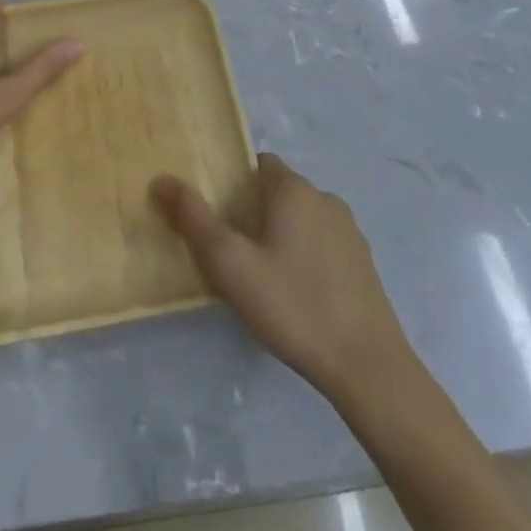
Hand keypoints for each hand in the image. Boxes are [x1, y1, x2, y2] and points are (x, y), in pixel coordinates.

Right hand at [152, 154, 412, 406]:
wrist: (368, 367)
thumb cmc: (293, 306)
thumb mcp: (231, 264)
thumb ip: (194, 219)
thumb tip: (162, 180)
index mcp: (294, 190)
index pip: (258, 164)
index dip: (233, 181)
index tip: (216, 213)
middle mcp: (325, 199)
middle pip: (278, 191)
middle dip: (252, 211)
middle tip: (230, 250)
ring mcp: (349, 232)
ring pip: (302, 218)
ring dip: (279, 235)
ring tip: (258, 275)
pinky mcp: (363, 264)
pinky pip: (322, 244)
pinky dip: (304, 256)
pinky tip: (293, 294)